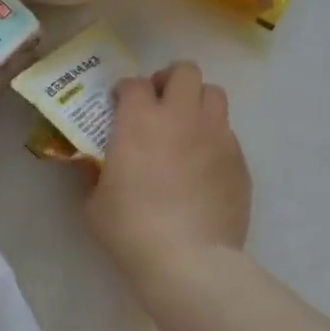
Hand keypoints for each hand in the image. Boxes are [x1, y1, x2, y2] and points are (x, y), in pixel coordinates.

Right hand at [87, 61, 250, 285]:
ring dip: (196, 102)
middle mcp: (181, 117)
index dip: (125, 90)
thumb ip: (93, 176)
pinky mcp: (239, 160)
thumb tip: (90, 165)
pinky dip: (213, 137)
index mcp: (139, 121)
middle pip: (184, 72)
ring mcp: (215, 135)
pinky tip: (201, 164)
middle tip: (158, 104)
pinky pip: (227, 132)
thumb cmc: (131, 229)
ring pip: (214, 94)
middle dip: (169, 81)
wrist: (188, 259)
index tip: (118, 106)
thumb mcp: (95, 204)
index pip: (134, 83)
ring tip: (185, 127)